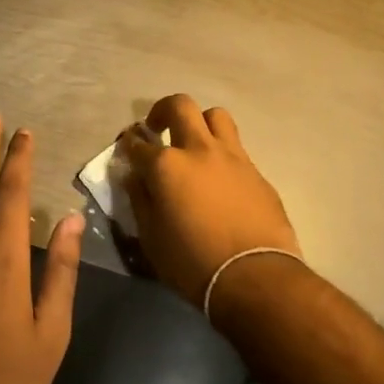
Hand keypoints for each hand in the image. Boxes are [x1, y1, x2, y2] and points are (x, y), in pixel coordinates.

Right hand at [119, 94, 300, 306]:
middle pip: (180, 106)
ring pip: (216, 116)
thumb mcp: (151, 237)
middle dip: (163, 111)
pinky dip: (222, 155)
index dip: (129, 143)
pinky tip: (220, 178)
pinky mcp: (257, 172)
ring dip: (200, 123)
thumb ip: (140, 199)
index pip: (138, 143)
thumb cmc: (192, 263)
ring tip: (194, 144)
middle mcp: (199, 150)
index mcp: (166, 165)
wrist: (255, 277)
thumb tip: (134, 177)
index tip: (127, 148)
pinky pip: (236, 149)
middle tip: (158, 128)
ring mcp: (232, 157)